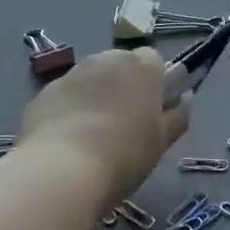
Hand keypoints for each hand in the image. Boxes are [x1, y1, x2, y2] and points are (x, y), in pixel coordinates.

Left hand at [19, 46, 188, 196]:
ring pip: (91, 78)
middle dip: (123, 86)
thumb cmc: (124, 155)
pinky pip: (65, 95)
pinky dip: (68, 109)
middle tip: (123, 124)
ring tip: (92, 134)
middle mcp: (108, 59)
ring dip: (95, 96)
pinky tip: (67, 140)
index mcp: (143, 66)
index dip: (154, 83)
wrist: (61, 170)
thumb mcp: (161, 141)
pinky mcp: (44, 92)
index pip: (155, 60)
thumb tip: (184, 99)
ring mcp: (72, 73)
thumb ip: (177, 116)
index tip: (152, 110)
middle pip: (121, 65)